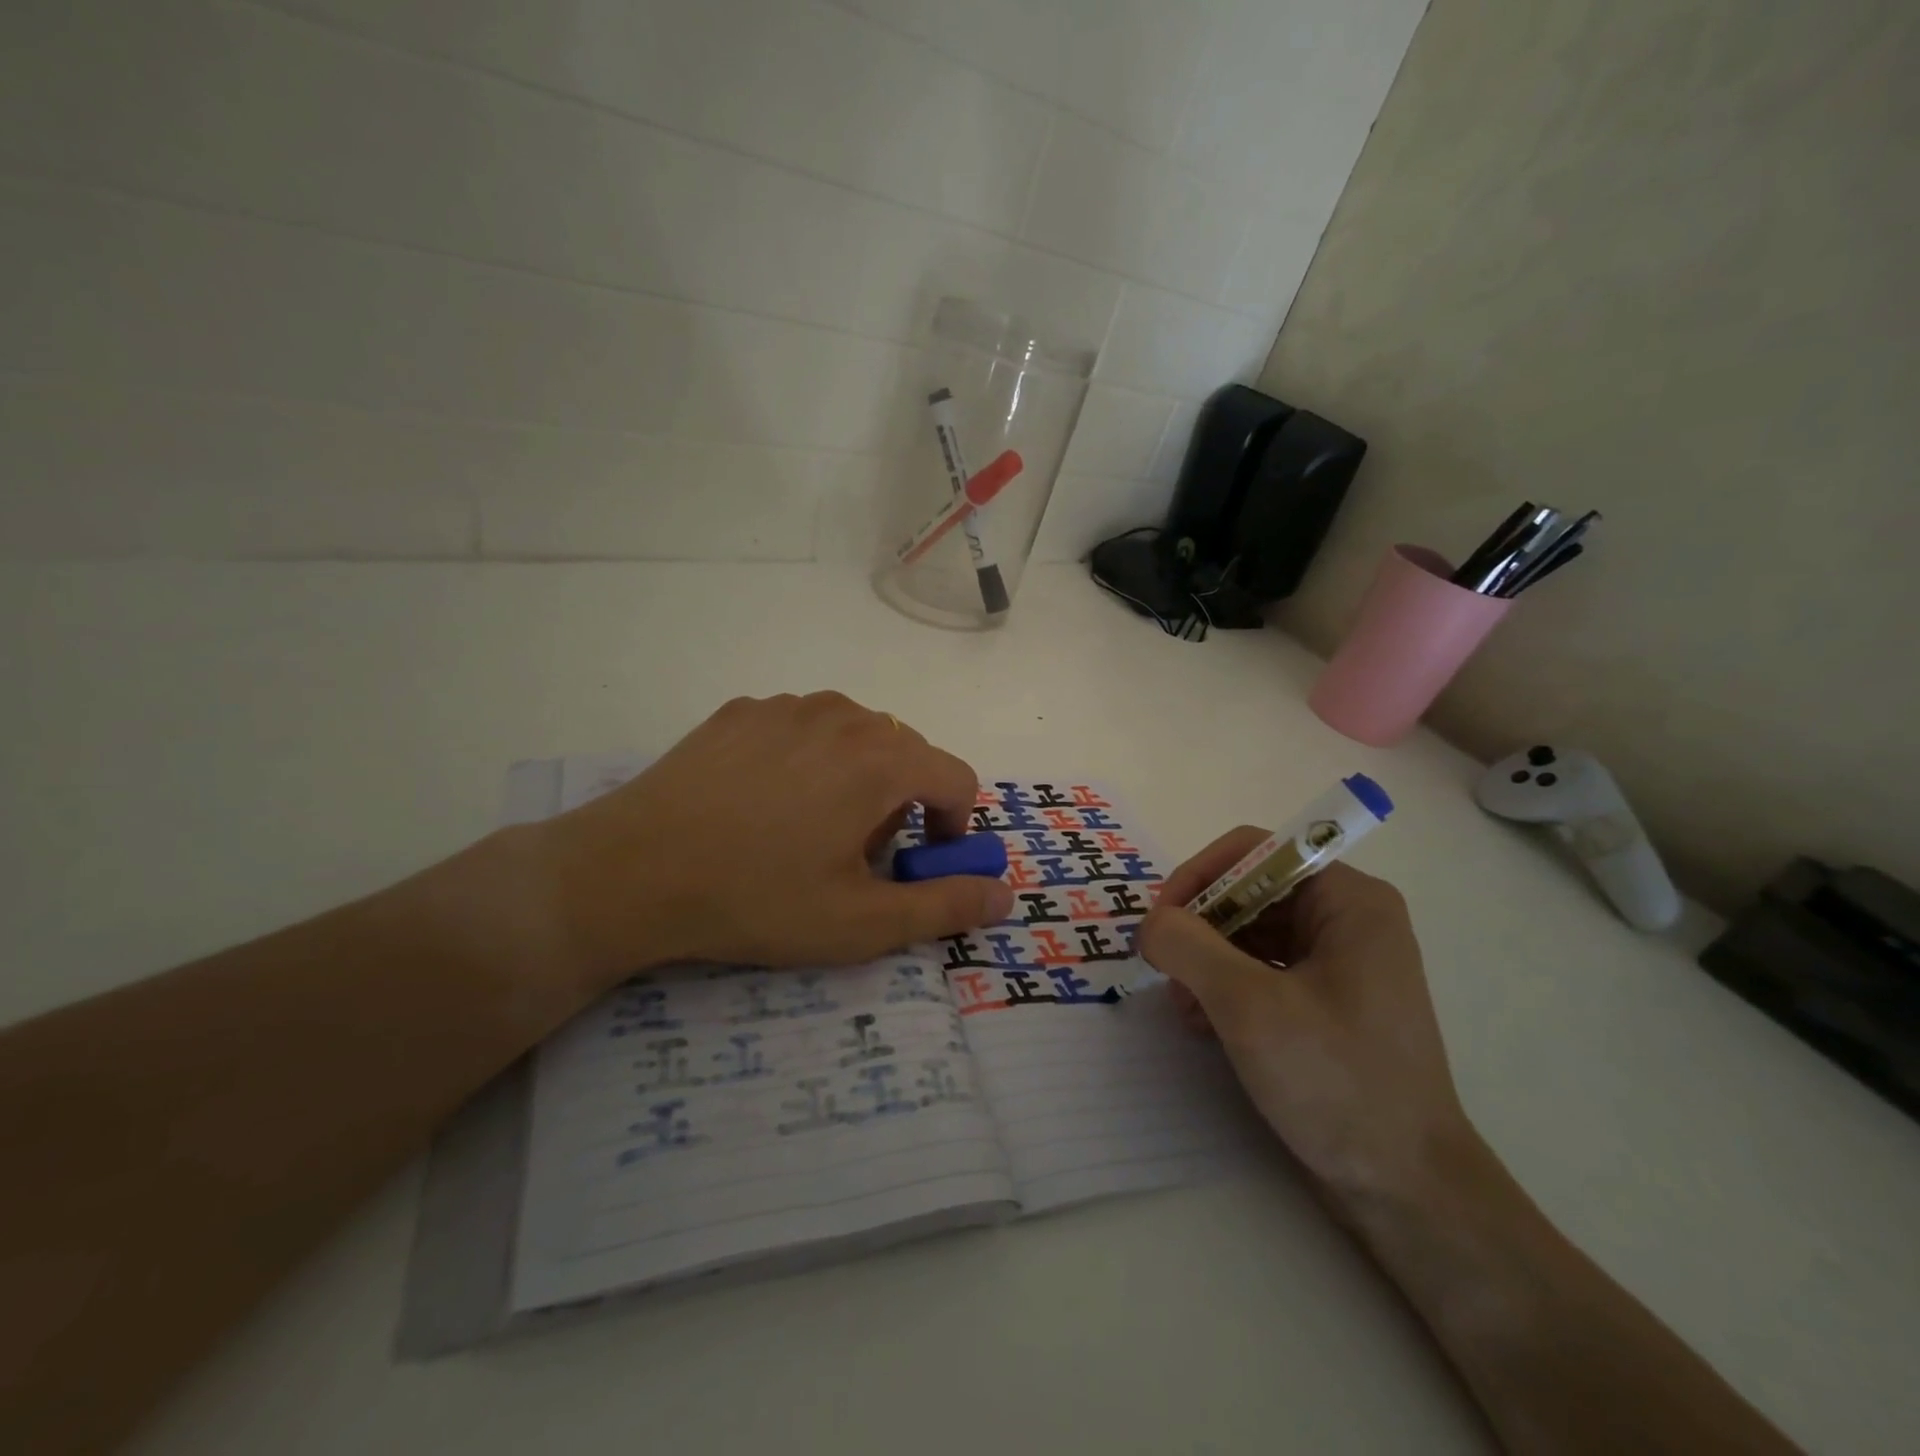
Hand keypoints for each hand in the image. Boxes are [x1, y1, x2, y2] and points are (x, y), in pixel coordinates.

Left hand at [524, 693, 1013, 988]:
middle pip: (906, 754)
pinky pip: (802, 729)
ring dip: (857, 778)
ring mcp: (788, 706)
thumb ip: (945, 906)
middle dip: (901, 805)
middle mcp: (844, 715)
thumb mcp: (862, 923)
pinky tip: (762, 804)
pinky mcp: (742, 710)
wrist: (630, 872)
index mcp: (882, 758)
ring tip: (809, 828)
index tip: (917, 864)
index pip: (956, 779)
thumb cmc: (757, 899)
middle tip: (856, 857)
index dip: (952, 827)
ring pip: (855, 737)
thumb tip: (1005, 893)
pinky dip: (808, 761)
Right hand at [1136, 828, 1470, 1203]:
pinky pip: (1261, 969)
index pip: (1254, 851)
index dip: (1198, 876)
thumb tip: (1151, 923)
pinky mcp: (1325, 1000)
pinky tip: (1204, 1024)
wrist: (1407, 1190)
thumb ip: (1189, 946)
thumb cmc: (1338, 1082)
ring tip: (1182, 1006)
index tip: (1159, 923)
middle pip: (1248, 891)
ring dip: (1205, 961)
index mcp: (1348, 900)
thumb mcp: (1250, 1006)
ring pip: (1248, 932)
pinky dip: (1225, 987)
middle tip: (1163, 969)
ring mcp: (1338, 961)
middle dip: (1199, 927)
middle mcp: (1346, 918)